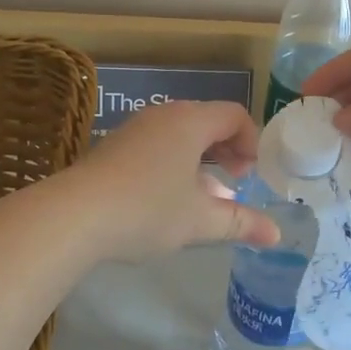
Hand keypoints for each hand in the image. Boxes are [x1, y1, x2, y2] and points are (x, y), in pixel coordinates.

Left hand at [67, 99, 280, 260]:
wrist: (74, 216)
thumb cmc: (147, 210)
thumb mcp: (199, 220)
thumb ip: (241, 223)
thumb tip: (276, 235)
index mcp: (189, 122)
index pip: (234, 114)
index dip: (251, 141)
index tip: (252, 173)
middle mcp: (163, 116)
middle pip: (207, 120)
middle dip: (227, 149)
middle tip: (236, 179)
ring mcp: (134, 129)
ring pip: (179, 134)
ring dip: (200, 159)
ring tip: (205, 194)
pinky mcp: (113, 147)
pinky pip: (156, 144)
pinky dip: (174, 163)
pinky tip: (169, 198)